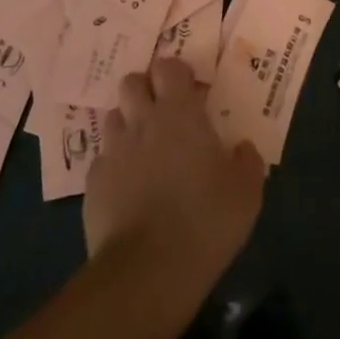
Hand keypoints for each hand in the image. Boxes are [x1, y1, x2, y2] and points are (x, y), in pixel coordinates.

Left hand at [83, 58, 264, 287]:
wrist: (147, 271)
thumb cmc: (205, 220)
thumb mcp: (247, 192)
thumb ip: (247, 161)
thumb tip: (242, 148)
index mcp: (179, 113)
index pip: (168, 67)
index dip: (176, 73)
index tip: (189, 90)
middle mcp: (142, 122)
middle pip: (131, 82)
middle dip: (145, 89)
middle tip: (162, 112)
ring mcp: (113, 152)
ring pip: (113, 118)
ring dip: (128, 124)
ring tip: (143, 148)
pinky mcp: (92, 185)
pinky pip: (102, 161)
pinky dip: (114, 166)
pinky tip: (127, 188)